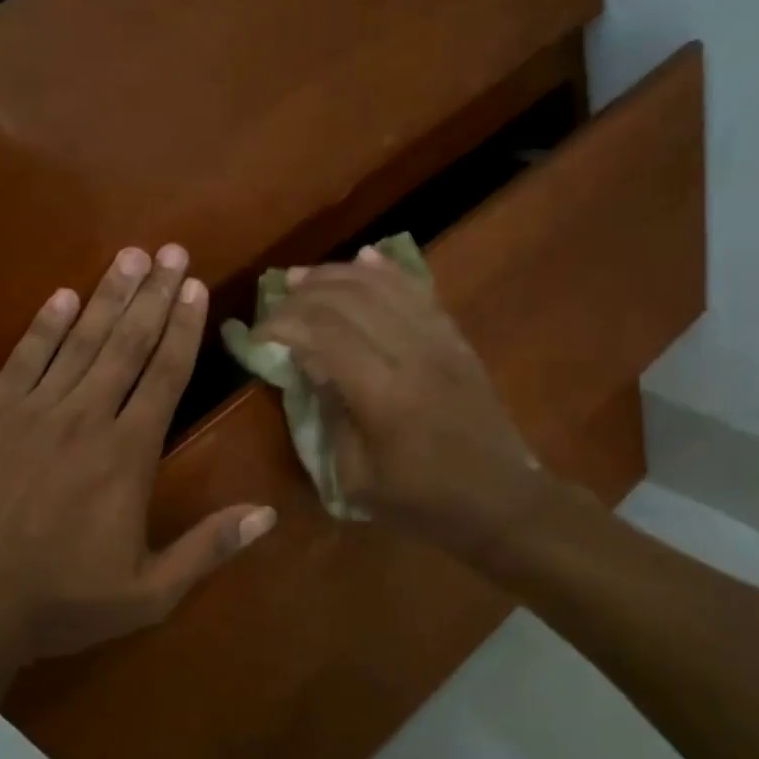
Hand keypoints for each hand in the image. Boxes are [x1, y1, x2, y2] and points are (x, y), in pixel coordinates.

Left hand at [0, 244, 275, 661]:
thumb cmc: (61, 600)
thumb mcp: (149, 593)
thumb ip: (208, 548)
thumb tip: (268, 515)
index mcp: (128, 455)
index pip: (166, 376)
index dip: (182, 328)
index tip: (193, 286)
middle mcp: (87, 418)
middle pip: (127, 344)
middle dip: (152, 294)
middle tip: (170, 250)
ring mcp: (33, 411)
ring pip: (80, 341)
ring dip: (107, 296)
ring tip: (128, 256)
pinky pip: (23, 359)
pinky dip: (45, 326)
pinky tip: (62, 297)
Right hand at [257, 248, 546, 554]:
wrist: (500, 499)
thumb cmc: (422, 500)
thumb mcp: (358, 477)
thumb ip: (330, 415)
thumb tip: (309, 365)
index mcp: (383, 395)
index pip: (323, 335)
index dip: (283, 325)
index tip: (258, 333)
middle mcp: (411, 354)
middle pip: (350, 300)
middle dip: (304, 293)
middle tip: (276, 298)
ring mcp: (439, 341)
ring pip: (384, 286)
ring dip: (339, 274)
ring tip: (305, 276)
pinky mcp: (456, 340)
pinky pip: (419, 291)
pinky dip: (387, 271)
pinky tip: (364, 258)